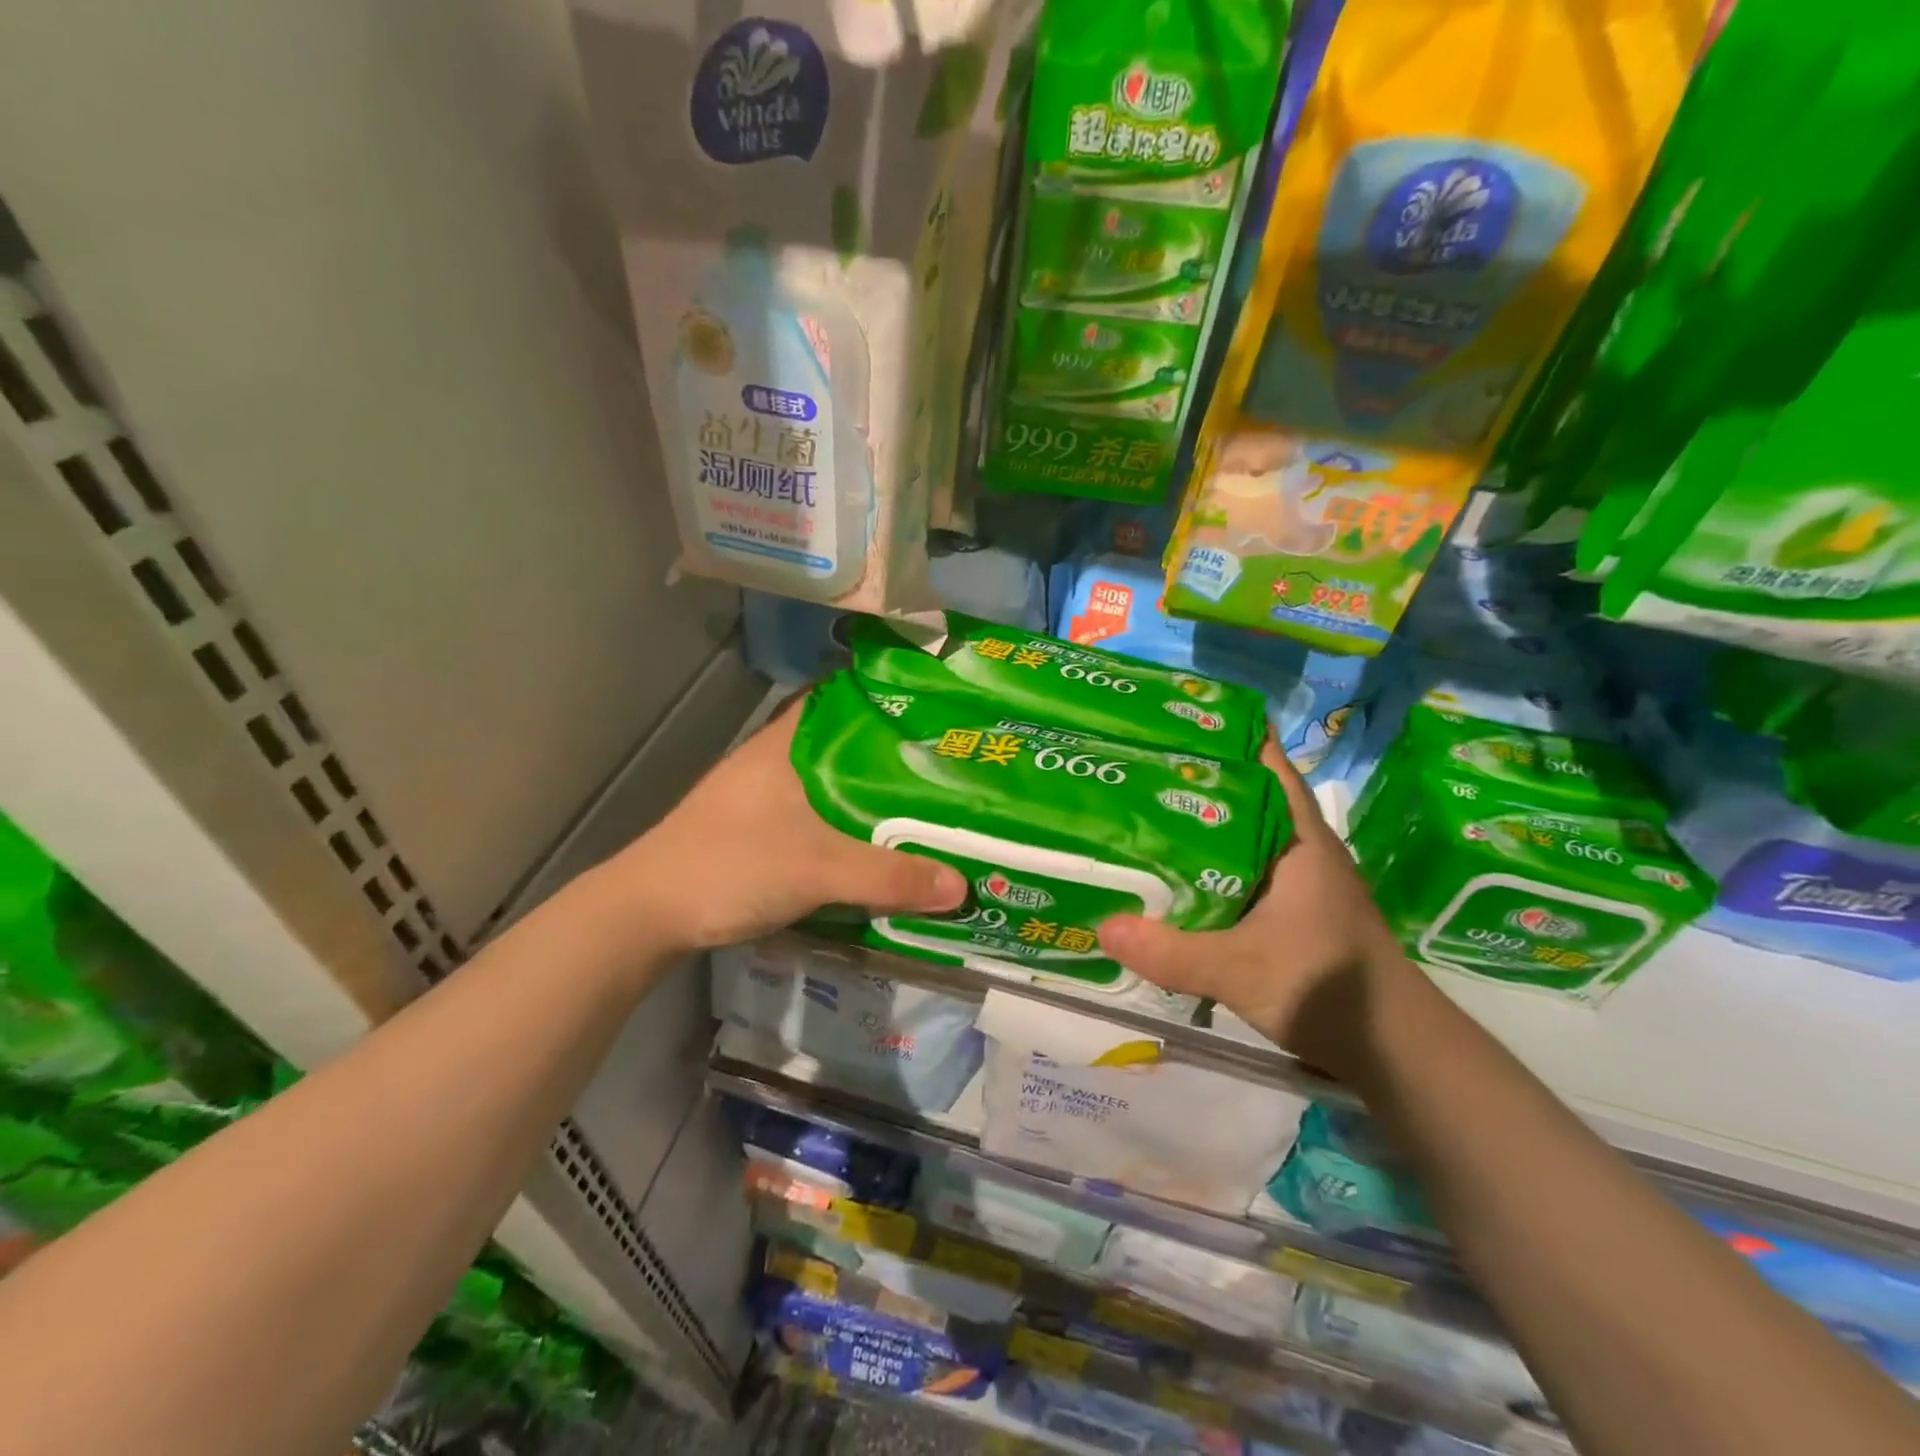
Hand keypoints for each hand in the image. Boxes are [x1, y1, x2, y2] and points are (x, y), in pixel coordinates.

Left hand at [605, 697, 966, 955]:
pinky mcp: (760, 830)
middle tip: (951, 764)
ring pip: (835, 782)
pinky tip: (881, 843)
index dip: (891, 697)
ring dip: (874, 793)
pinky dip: (852, 822)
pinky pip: (821, 814)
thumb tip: (961, 887)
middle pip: (848, 744)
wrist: (648, 913)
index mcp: (787, 743)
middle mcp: (777, 759)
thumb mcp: (817, 869)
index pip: (845, 697)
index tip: (939, 709)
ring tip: (930, 802)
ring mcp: (764, 796)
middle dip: (896, 753)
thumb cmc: (730, 866)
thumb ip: (888, 877)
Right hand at [1098, 739, 1415, 1076]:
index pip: (1265, 764)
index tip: (1173, 721)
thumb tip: (1102, 925)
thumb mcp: (1240, 969)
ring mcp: (1297, 881)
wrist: (1393, 1048)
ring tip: (1139, 812)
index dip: (1224, 735)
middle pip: (1243, 795)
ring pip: (1239, 835)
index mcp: (1297, 838)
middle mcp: (1298, 848)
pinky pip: (1239, 871)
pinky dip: (1207, 864)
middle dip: (1194, 777)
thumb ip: (1172, 952)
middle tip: (1134, 766)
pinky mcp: (1291, 911)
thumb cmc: (1328, 987)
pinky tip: (1172, 875)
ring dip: (1198, 823)